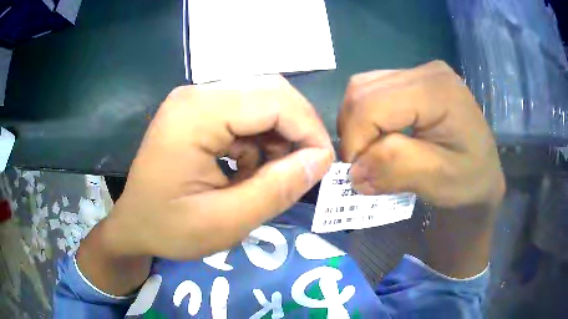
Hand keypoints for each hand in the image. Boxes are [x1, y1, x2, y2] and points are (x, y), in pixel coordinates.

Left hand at [105, 75, 333, 259]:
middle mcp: (196, 94)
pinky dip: (259, 139)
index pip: (274, 101)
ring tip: (270, 174)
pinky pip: (243, 113)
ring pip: (260, 101)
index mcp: (196, 114)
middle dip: (297, 129)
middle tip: (305, 168)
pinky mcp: (196, 111)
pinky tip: (248, 167)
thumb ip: (278, 189)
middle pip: (269, 92)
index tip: (324, 165)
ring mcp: (194, 100)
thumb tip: (321, 160)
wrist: (133, 225)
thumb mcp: (227, 221)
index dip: (308, 130)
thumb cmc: (169, 229)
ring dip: (277, 135)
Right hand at [338, 61, 504, 209]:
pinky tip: (380, 137)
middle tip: (363, 165)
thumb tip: (354, 171)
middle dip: (353, 133)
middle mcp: (425, 71)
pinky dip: (366, 119)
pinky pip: (372, 92)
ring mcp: (419, 73)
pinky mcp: (413, 82)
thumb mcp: (438, 180)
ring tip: (371, 152)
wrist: (483, 174)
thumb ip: (395, 169)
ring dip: (357, 125)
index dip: (355, 140)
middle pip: (362, 91)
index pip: (372, 104)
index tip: (358, 175)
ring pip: (362, 89)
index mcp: (436, 90)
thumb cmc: (469, 180)